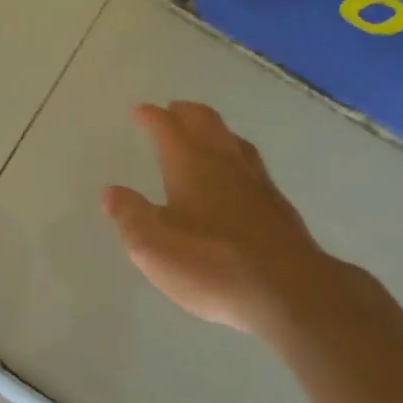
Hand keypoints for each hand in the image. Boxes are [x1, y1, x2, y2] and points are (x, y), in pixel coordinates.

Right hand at [102, 101, 329, 335]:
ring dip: (213, 129)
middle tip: (171, 110)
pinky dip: (235, 155)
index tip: (139, 112)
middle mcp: (223, 161)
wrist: (290, 291)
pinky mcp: (278, 203)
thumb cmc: (212, 265)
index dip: (151, 117)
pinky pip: (251, 162)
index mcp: (189, 163)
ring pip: (232, 138)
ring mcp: (256, 180)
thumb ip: (130, 216)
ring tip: (203, 133)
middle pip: (204, 120)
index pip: (166, 127)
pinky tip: (237, 174)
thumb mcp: (153, 247)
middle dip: (184, 112)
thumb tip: (112, 192)